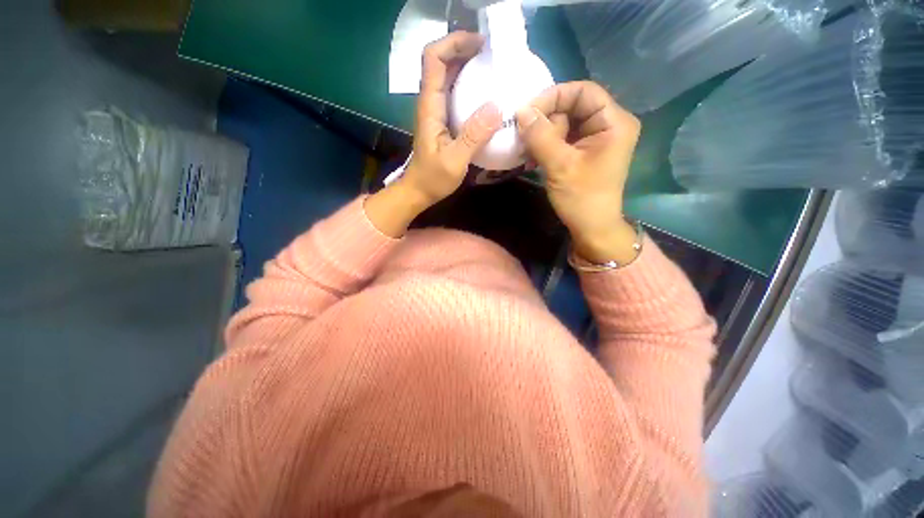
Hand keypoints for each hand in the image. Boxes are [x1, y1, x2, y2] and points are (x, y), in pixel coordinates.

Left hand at [401, 31, 502, 205]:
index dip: (453, 43)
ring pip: (449, 76)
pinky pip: (455, 93)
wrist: (419, 191)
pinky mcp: (443, 121)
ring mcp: (437, 111)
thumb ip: (473, 137)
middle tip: (495, 55)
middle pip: (442, 61)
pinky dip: (470, 85)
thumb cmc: (432, 179)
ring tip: (494, 68)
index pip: (433, 59)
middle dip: (465, 50)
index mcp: (430, 107)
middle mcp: (431, 103)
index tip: (480, 45)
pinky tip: (486, 94)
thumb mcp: (454, 161)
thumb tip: (497, 108)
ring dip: (469, 65)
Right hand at [515, 81, 641, 264]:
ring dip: (544, 134)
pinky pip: (563, 138)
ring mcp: (596, 139)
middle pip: (573, 106)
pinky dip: (547, 144)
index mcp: (614, 122)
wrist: (591, 228)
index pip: (583, 91)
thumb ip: (540, 136)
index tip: (527, 112)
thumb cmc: (581, 198)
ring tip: (527, 149)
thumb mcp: (559, 165)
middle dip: (546, 119)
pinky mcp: (585, 152)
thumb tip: (520, 111)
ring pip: (565, 123)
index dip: (553, 97)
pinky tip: (533, 154)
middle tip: (525, 135)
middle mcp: (608, 124)